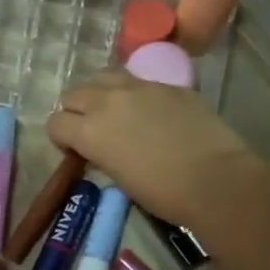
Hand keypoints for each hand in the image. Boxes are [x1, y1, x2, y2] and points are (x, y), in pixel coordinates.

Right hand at [48, 70, 264, 226]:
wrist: (214, 179)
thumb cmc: (162, 193)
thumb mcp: (118, 177)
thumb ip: (101, 153)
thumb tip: (100, 148)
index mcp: (89, 130)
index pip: (55, 123)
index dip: (61, 137)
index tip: (74, 150)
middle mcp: (107, 101)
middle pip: (74, 93)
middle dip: (76, 110)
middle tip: (91, 129)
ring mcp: (140, 87)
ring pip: (104, 77)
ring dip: (101, 93)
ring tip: (115, 111)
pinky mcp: (168, 84)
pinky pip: (139, 81)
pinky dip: (134, 94)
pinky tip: (151, 112)